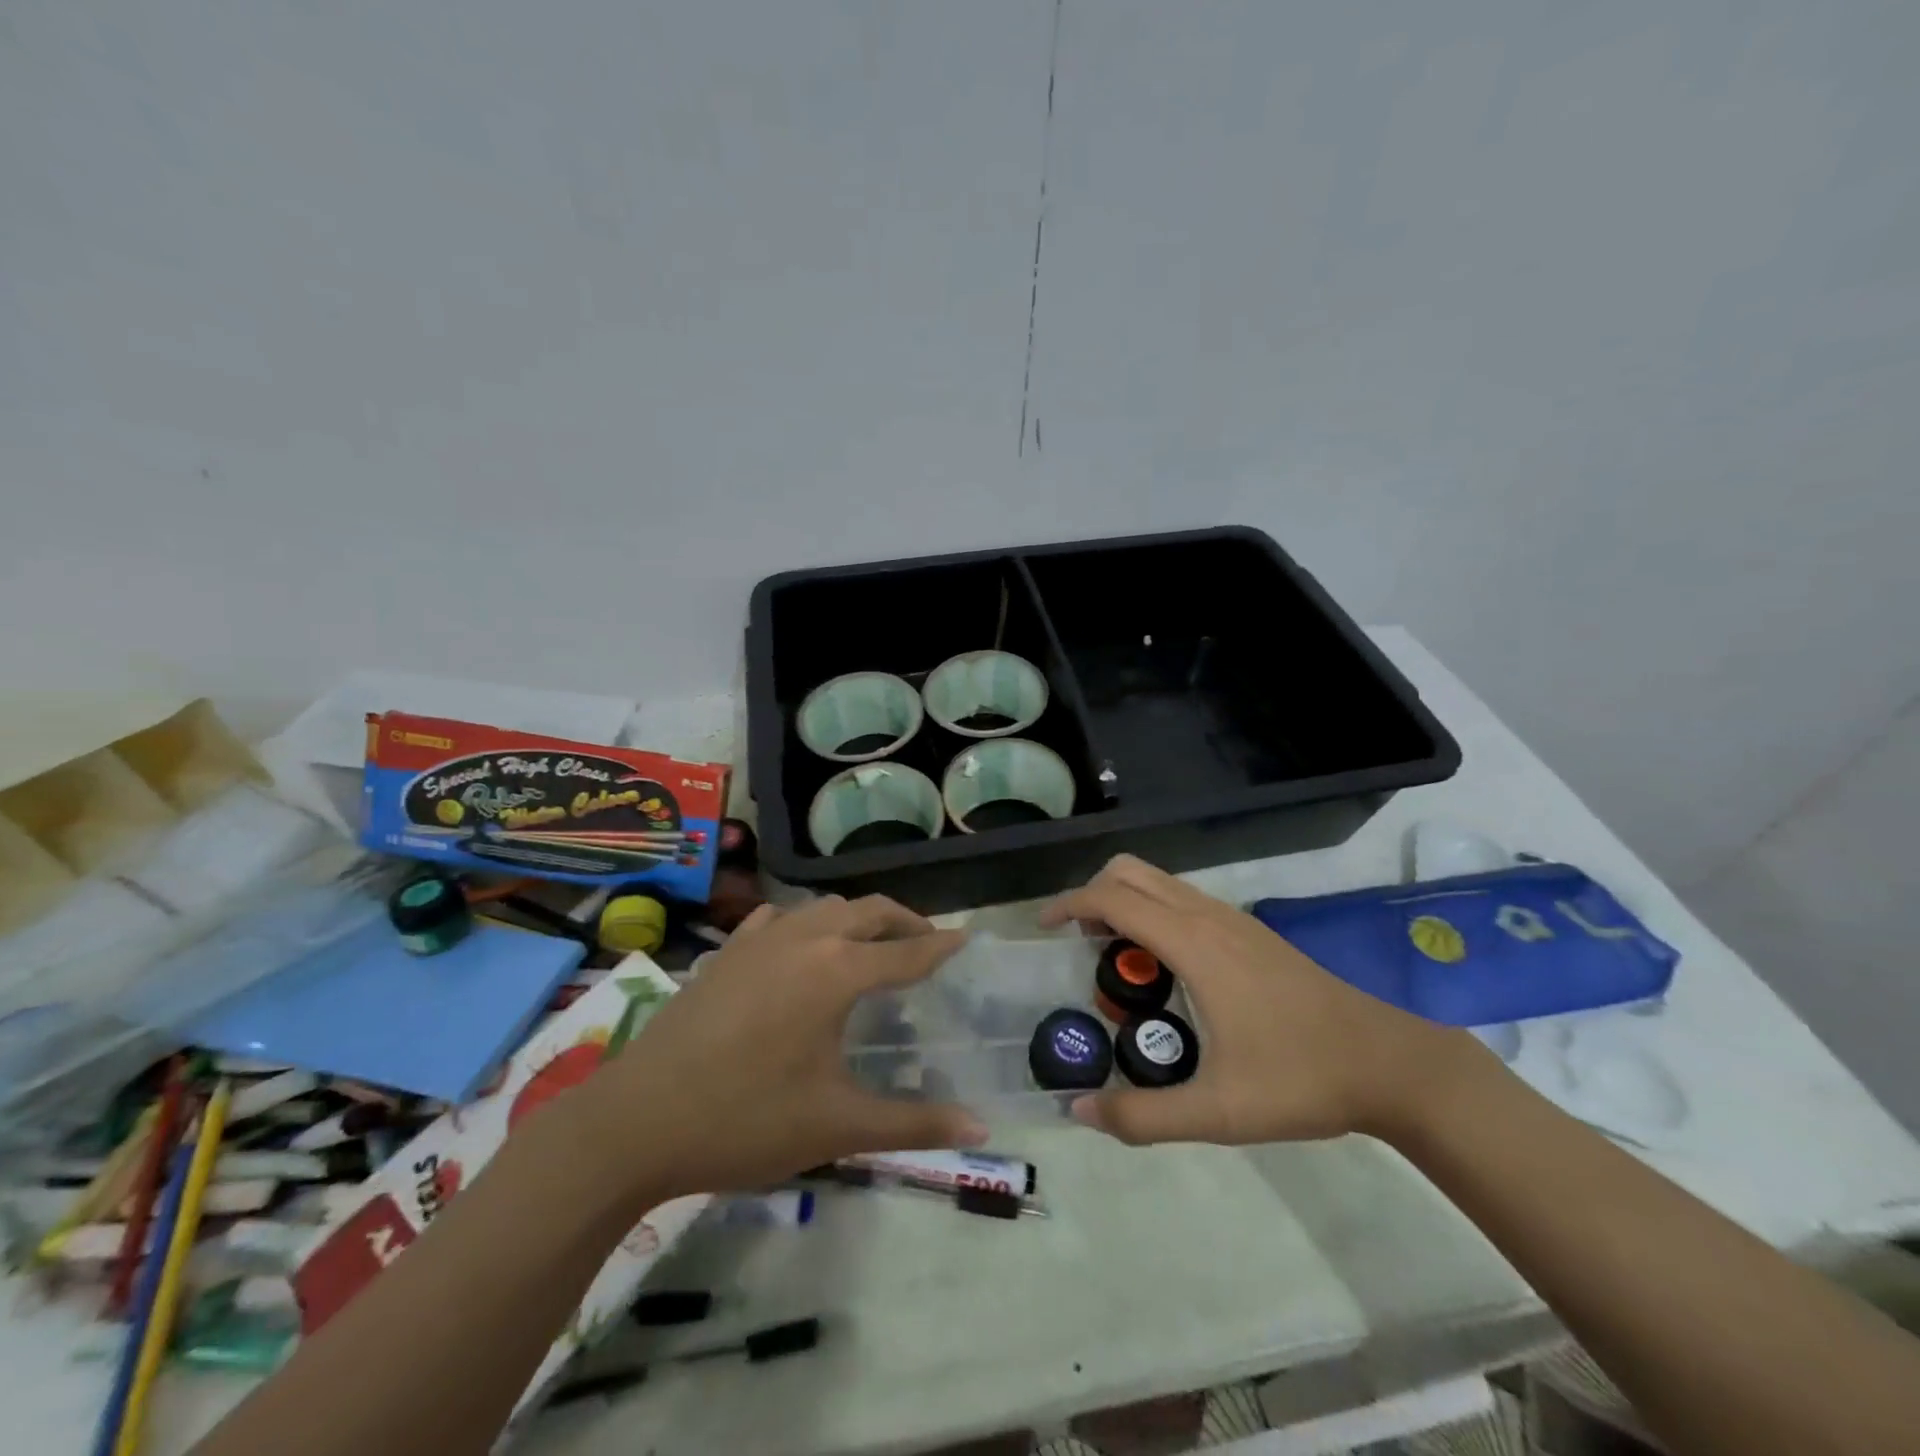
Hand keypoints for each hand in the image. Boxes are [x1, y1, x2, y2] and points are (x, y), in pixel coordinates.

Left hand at [579, 895, 987, 1203]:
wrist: (635, 1121)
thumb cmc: (745, 1120)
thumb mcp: (836, 1125)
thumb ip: (913, 1124)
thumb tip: (981, 1130)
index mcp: (836, 972)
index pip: (906, 953)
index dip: (941, 947)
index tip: (966, 938)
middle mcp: (803, 939)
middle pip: (868, 911)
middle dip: (904, 921)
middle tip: (926, 941)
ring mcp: (758, 939)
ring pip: (823, 907)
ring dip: (856, 917)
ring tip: (872, 942)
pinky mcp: (725, 952)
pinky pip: (777, 918)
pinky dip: (804, 923)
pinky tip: (799, 945)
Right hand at [1041, 855, 1474, 1145]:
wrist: (1389, 1062)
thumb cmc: (1301, 1079)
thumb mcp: (1218, 1111)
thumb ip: (1143, 1115)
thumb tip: (1078, 1111)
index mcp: (1194, 944)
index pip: (1113, 899)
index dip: (1069, 904)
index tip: (1042, 928)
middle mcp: (1207, 916)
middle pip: (1131, 871)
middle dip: (1092, 894)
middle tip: (1077, 945)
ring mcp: (1232, 918)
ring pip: (1159, 880)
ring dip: (1124, 902)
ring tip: (1114, 961)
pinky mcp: (1249, 930)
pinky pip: (1182, 898)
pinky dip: (1152, 911)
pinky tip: (1164, 970)